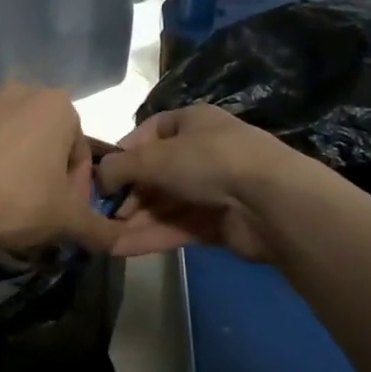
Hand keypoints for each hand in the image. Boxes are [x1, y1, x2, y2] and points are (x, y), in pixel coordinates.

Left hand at [0, 81, 120, 255]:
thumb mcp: (67, 220)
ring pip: (15, 143)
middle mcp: (22, 91)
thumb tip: (123, 242)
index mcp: (58, 104)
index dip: (77, 191)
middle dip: (48, 178)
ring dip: (19, 171)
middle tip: (38, 215)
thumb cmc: (17, 202)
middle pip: (48, 144)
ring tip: (7, 208)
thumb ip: (100, 228)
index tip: (64, 217)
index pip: (80, 153)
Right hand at [96, 103, 313, 261]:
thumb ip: (119, 167)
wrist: (271, 202)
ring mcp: (212, 189)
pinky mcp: (218, 223)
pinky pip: (177, 227)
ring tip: (104, 238)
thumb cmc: (209, 162)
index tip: (103, 176)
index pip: (150, 133)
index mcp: (192, 123)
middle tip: (102, 214)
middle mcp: (203, 152)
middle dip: (128, 195)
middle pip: (155, 174)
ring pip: (164, 205)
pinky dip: (150, 237)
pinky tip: (121, 249)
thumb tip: (99, 177)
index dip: (124, 154)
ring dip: (134, 221)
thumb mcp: (154, 157)